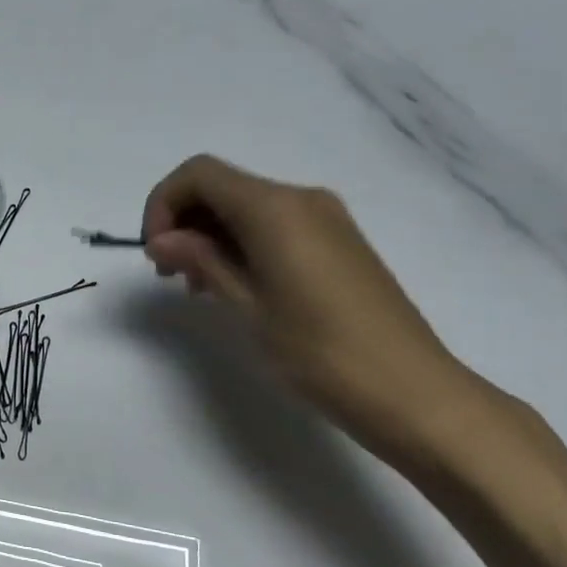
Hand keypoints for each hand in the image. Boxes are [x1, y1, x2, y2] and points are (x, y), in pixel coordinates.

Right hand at [142, 155, 497, 474]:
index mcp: (275, 208)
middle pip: (223, 187)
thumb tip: (162, 239)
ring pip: (247, 206)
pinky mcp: (338, 243)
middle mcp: (301, 199)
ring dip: (210, 234)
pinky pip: (274, 225)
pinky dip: (241, 243)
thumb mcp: (247, 306)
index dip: (163, 204)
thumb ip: (201, 261)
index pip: (200, 174)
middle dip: (184, 220)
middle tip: (168, 274)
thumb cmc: (319, 352)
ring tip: (197, 287)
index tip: (154, 253)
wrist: (411, 391)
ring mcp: (325, 219)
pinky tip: (235, 286)